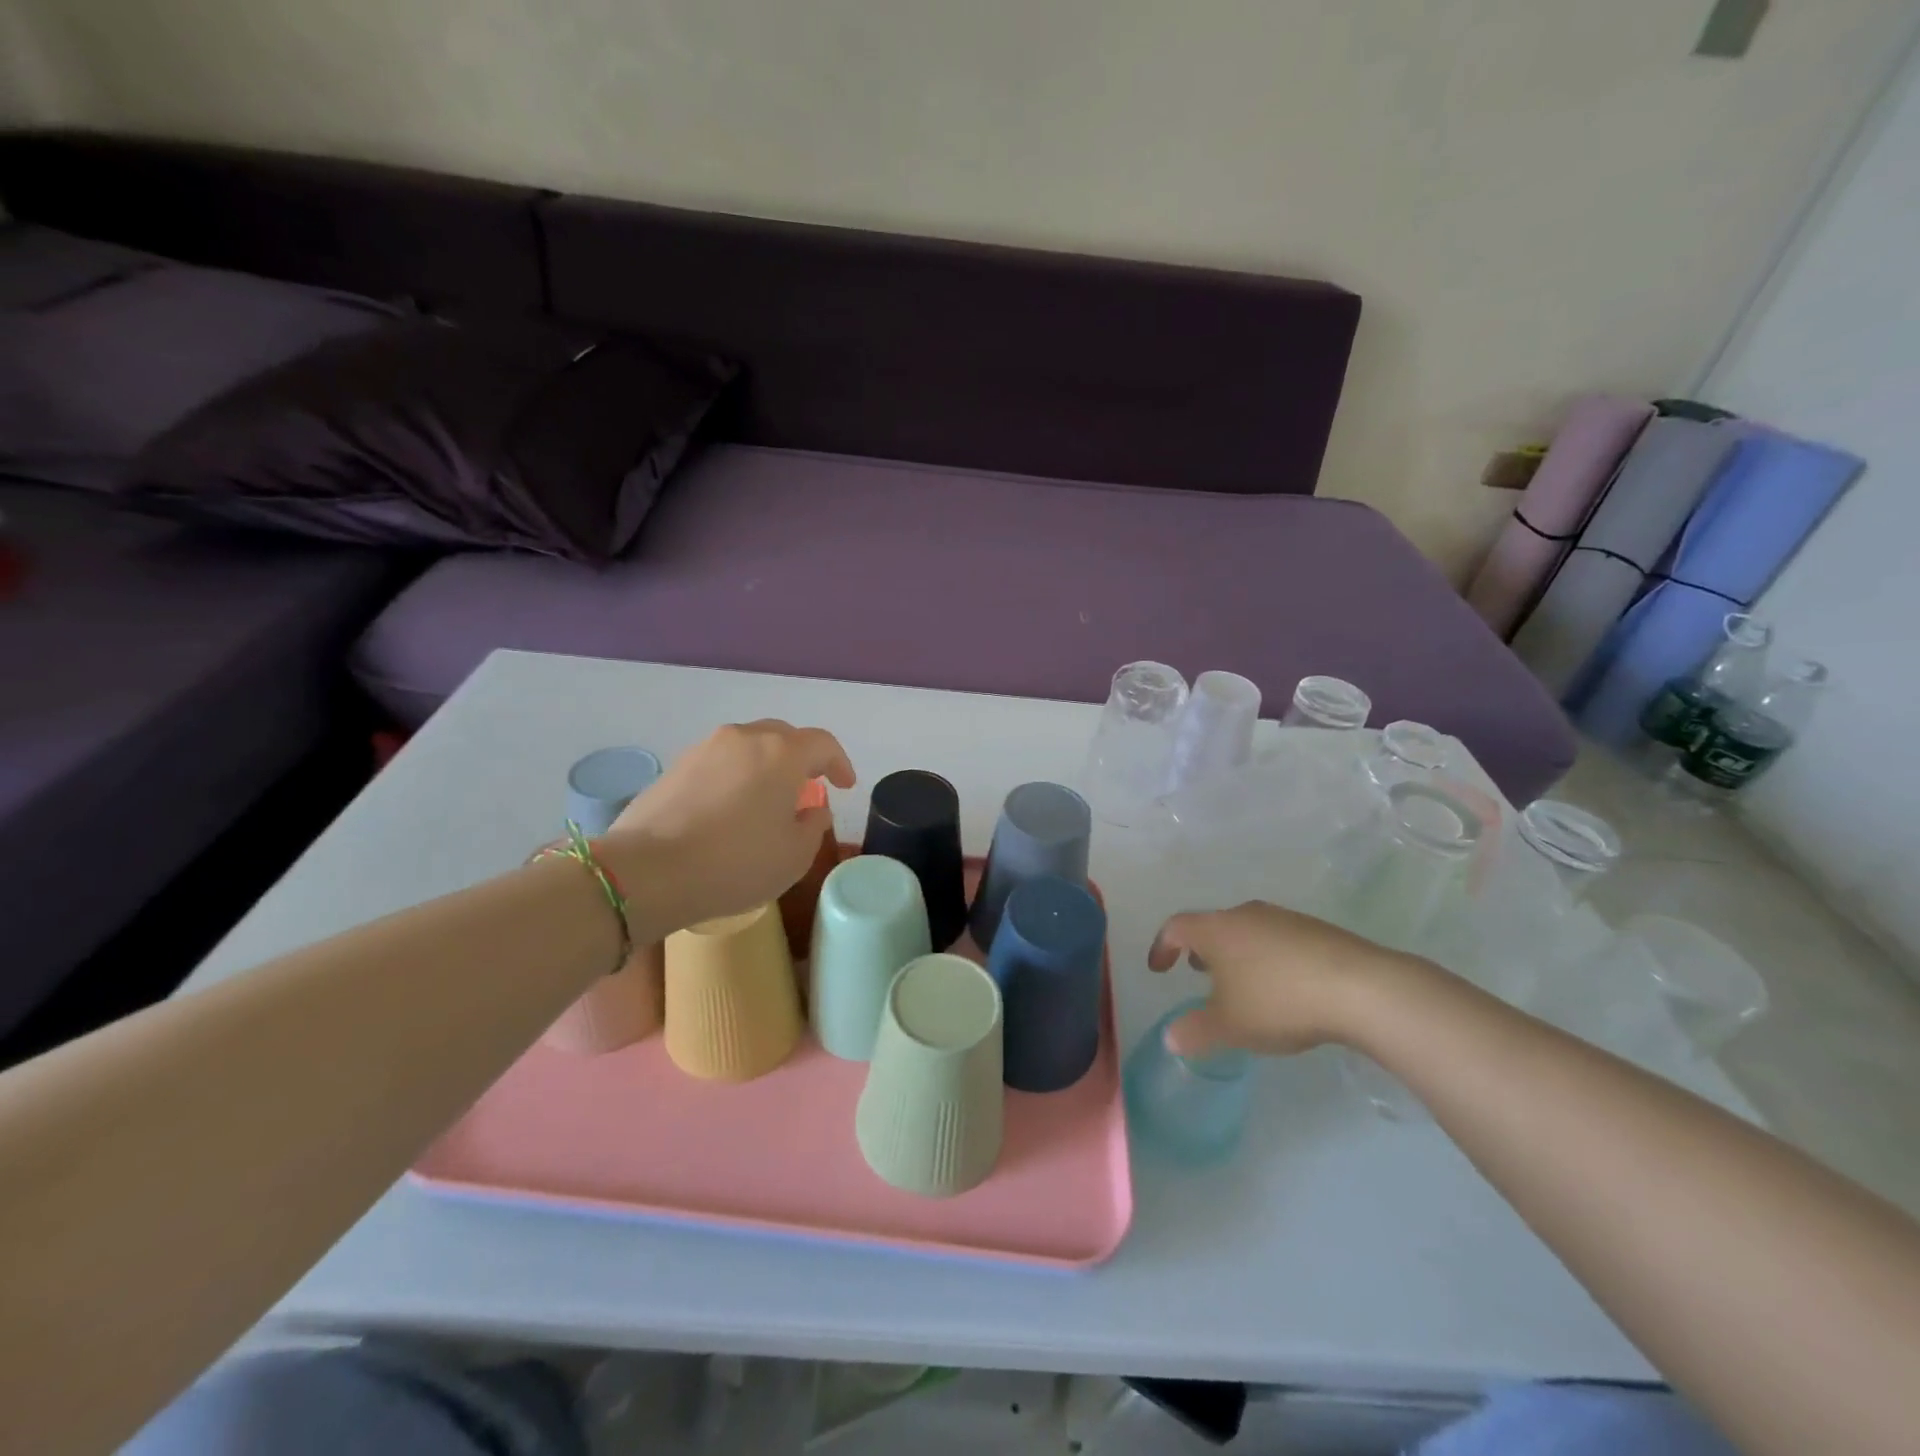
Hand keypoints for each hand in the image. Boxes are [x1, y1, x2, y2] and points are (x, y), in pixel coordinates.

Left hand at [602, 720, 855, 930]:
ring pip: (748, 747)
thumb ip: (813, 826)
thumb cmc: (735, 862)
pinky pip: (719, 763)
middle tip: (807, 787)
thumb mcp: (794, 856)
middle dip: (801, 758)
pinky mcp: (675, 766)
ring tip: (766, 799)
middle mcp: (744, 738)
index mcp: (782, 752)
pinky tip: (729, 809)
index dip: (839, 763)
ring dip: (765, 766)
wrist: (648, 871)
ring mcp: (705, 748)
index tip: (845, 785)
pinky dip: (734, 777)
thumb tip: (812, 809)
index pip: (823, 744)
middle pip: (783, 737)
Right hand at [1147, 901, 1421, 1057]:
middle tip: (1198, 974)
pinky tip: (1283, 987)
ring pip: (1247, 931)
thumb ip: (1194, 1031)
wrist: (1361, 988)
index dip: (1162, 947)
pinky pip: (1277, 939)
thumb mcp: (1229, 1026)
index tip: (1159, 969)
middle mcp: (1245, 915)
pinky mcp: (1316, 930)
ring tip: (1241, 983)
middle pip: (1213, 925)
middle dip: (1201, 949)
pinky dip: (1267, 958)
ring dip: (1235, 953)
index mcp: (1216, 930)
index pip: (1176, 928)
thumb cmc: (1279, 1002)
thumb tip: (1170, 1038)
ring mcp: (1283, 919)